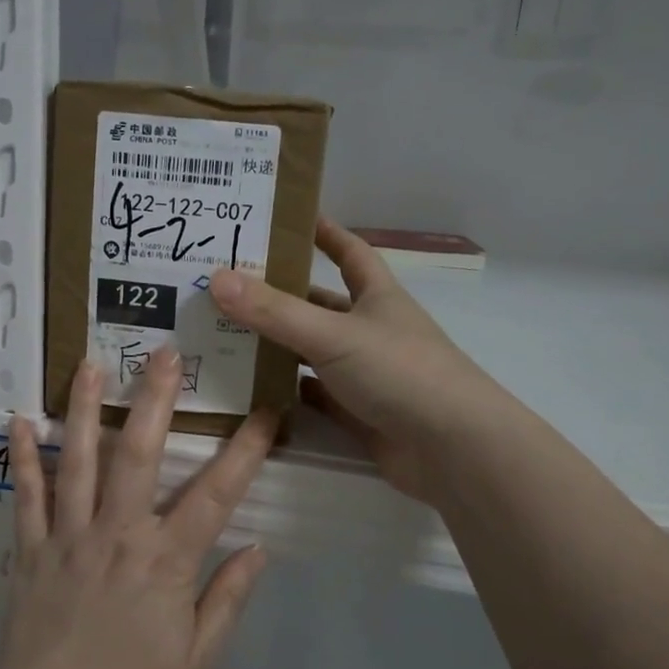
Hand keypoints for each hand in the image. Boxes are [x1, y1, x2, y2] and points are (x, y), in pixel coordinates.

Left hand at [0, 348, 275, 668]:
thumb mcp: (198, 662)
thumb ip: (227, 600)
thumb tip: (258, 549)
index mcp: (165, 561)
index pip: (216, 494)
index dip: (244, 451)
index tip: (265, 412)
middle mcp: (118, 533)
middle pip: (139, 454)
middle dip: (155, 399)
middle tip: (165, 353)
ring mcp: (69, 536)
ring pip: (78, 460)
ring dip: (86, 408)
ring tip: (90, 363)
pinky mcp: (31, 549)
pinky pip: (26, 496)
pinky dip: (24, 458)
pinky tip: (20, 421)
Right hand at [209, 218, 493, 502]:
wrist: (452, 448)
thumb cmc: (399, 372)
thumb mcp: (333, 334)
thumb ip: (274, 311)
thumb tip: (217, 278)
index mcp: (376, 297)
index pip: (350, 253)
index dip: (325, 233)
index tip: (289, 219)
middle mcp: (370, 329)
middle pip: (320, 303)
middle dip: (281, 293)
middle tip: (228, 285)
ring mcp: (364, 373)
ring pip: (312, 350)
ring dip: (277, 343)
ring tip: (224, 332)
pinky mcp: (357, 412)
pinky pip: (313, 393)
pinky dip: (286, 389)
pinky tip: (249, 385)